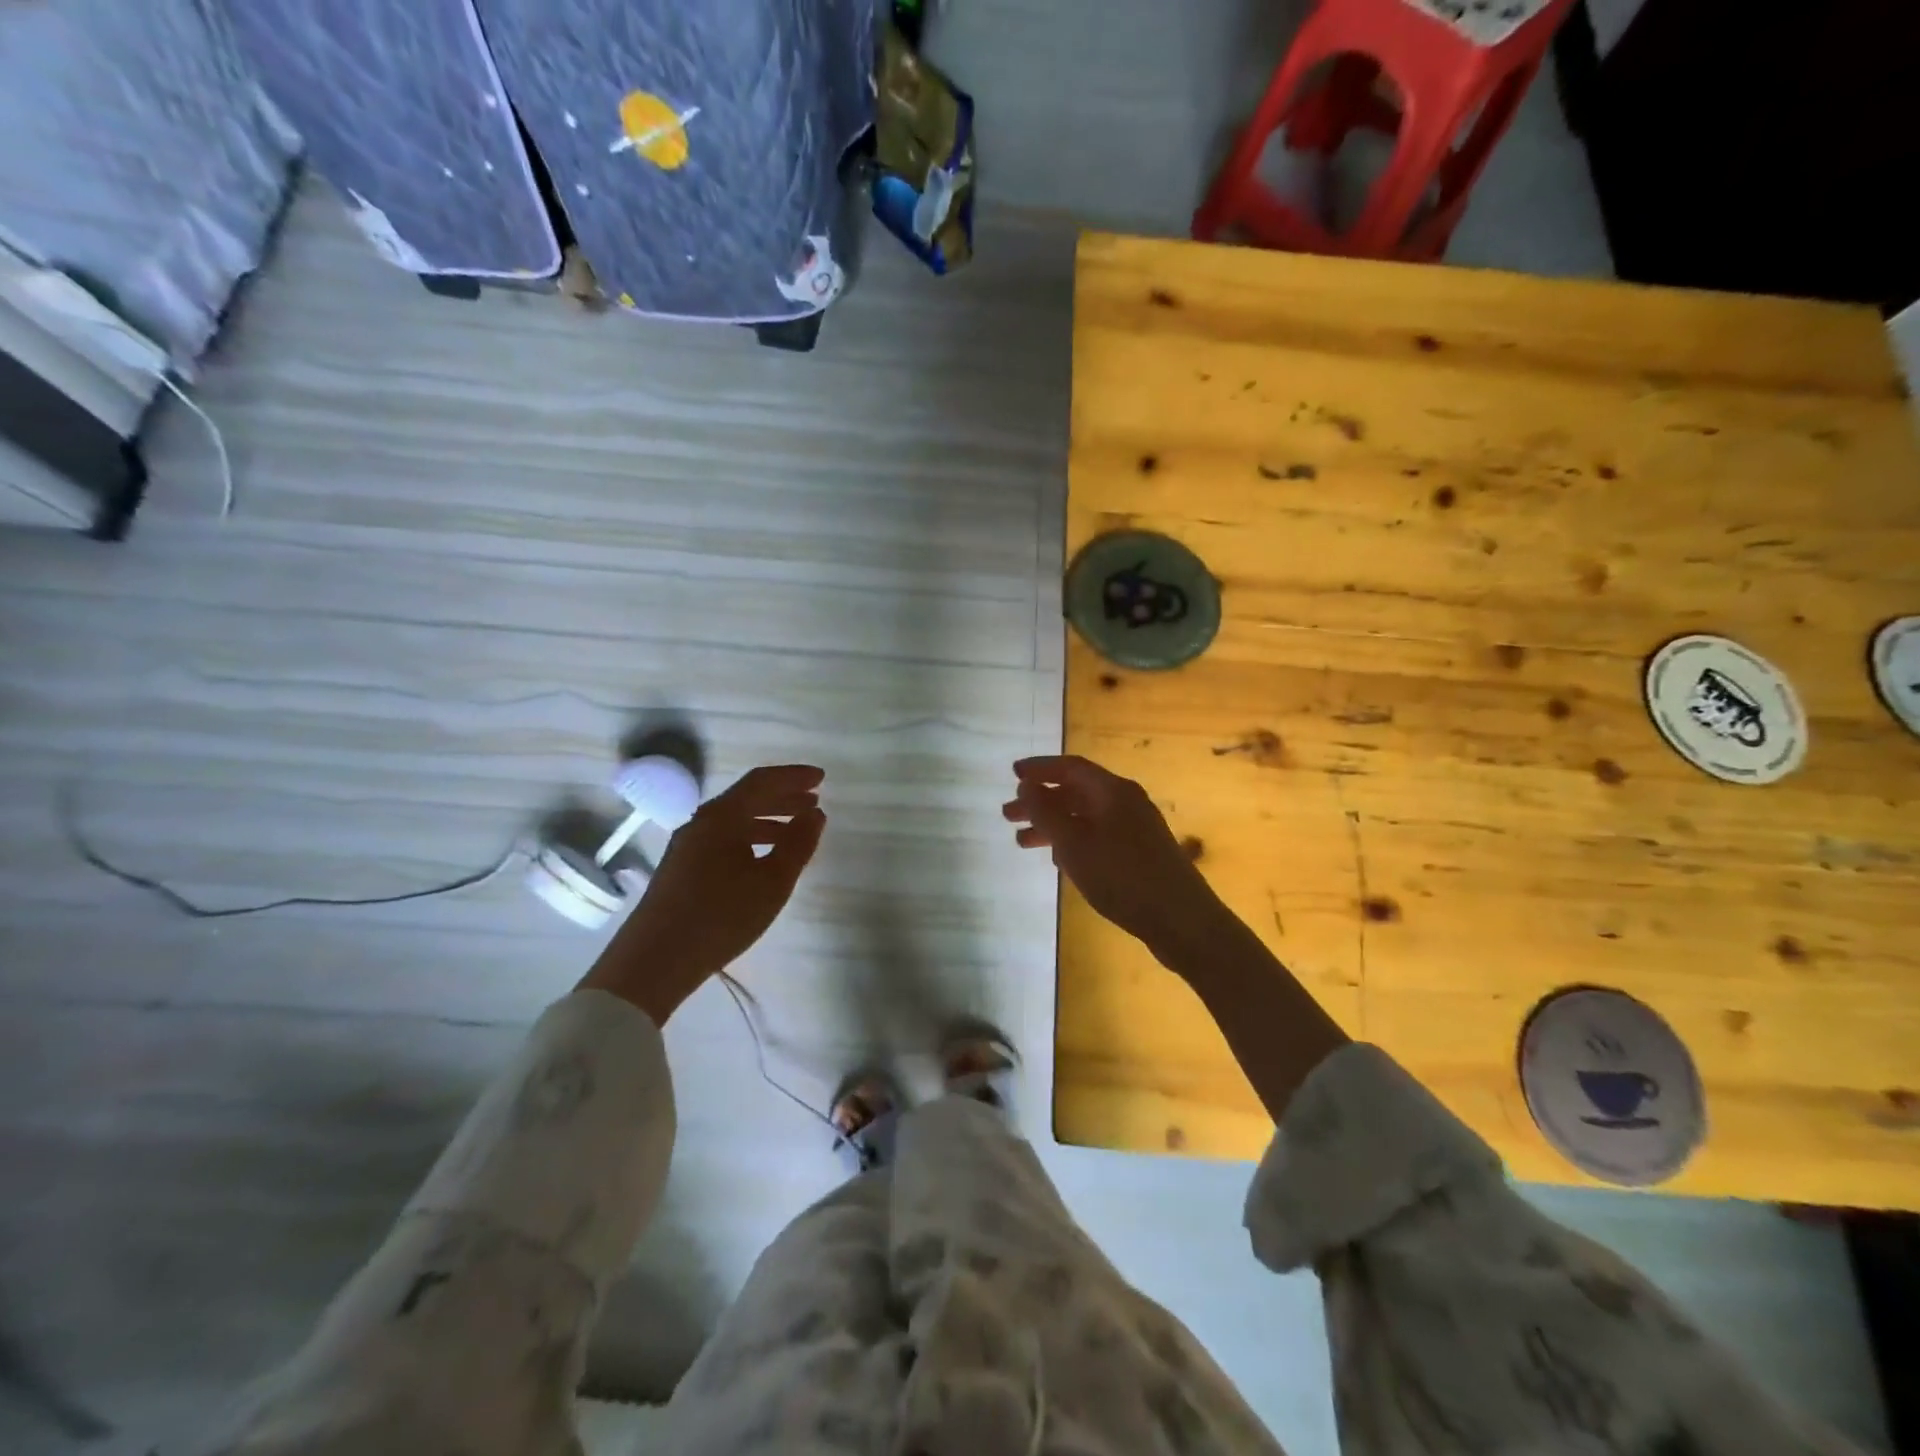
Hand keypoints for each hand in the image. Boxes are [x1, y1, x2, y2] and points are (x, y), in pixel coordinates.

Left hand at [580, 764, 825, 1022]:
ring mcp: (688, 845)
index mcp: (722, 816)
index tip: (822, 778)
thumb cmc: (721, 915)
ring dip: (768, 820)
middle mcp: (701, 822)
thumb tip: (815, 813)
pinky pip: (724, 839)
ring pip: (735, 821)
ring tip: (796, 831)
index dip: (794, 776)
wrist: (655, 960)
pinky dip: (751, 838)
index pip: (762, 781)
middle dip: (783, 797)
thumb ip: (799, 843)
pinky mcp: (682, 868)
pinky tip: (764, 858)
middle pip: (747, 798)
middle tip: (814, 802)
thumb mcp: (773, 881)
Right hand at [1003, 755, 1222, 950]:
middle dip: (1041, 801)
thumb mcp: (1074, 843)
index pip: (1071, 768)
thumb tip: (1026, 784)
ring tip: (1023, 843)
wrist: (1182, 920)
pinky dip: (1073, 841)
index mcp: (1113, 791)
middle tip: (1008, 815)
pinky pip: (1098, 836)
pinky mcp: (1141, 854)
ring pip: (1085, 817)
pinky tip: (1059, 860)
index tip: (1012, 774)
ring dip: (1054, 825)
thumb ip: (1046, 812)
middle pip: (1076, 792)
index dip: (1040, 768)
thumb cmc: (1123, 876)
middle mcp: (1126, 802)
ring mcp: (1136, 828)